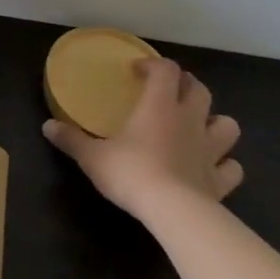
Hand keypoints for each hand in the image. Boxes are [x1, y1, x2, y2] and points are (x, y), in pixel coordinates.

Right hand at [43, 57, 242, 222]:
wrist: (174, 213)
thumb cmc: (131, 173)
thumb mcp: (92, 156)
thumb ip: (71, 139)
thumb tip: (47, 126)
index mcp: (159, 106)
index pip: (166, 70)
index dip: (153, 65)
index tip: (137, 72)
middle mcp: (189, 121)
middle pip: (200, 90)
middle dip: (186, 86)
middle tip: (168, 92)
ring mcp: (210, 151)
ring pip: (227, 124)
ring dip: (214, 121)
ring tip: (198, 127)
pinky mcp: (220, 181)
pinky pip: (232, 167)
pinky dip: (225, 164)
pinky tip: (211, 168)